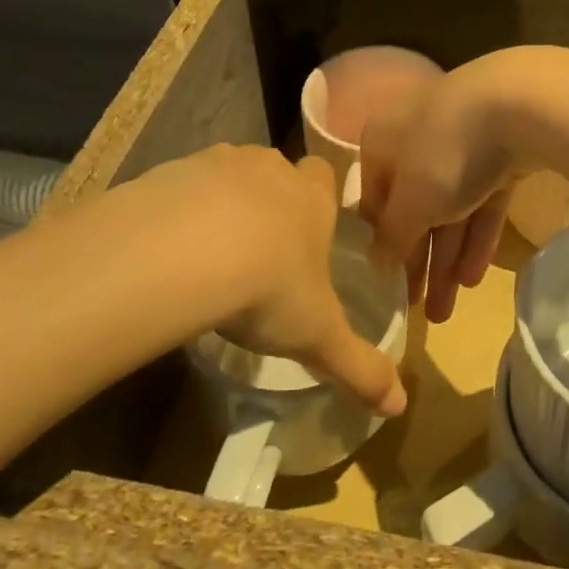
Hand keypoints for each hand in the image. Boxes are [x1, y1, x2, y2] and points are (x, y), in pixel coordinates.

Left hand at [112, 146, 405, 414]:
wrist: (185, 253)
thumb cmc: (269, 287)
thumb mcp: (318, 336)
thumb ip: (360, 366)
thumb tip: (401, 405)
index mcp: (312, 197)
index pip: (323, 176)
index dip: (317, 197)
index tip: (306, 228)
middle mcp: (269, 169)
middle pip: (275, 172)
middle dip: (268, 199)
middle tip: (256, 248)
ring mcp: (218, 163)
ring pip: (226, 174)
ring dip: (221, 202)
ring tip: (207, 251)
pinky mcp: (170, 171)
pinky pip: (179, 186)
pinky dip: (177, 209)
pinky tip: (167, 248)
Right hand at [359, 57, 520, 322]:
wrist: (520, 103)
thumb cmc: (444, 153)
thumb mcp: (411, 204)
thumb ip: (392, 236)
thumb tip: (376, 262)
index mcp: (382, 141)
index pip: (373, 200)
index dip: (381, 245)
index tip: (387, 287)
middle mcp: (416, 137)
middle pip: (414, 207)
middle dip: (417, 261)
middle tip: (418, 309)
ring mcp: (462, 142)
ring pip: (450, 208)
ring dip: (446, 258)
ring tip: (446, 313)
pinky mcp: (502, 152)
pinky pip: (482, 200)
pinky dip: (477, 236)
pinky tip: (474, 278)